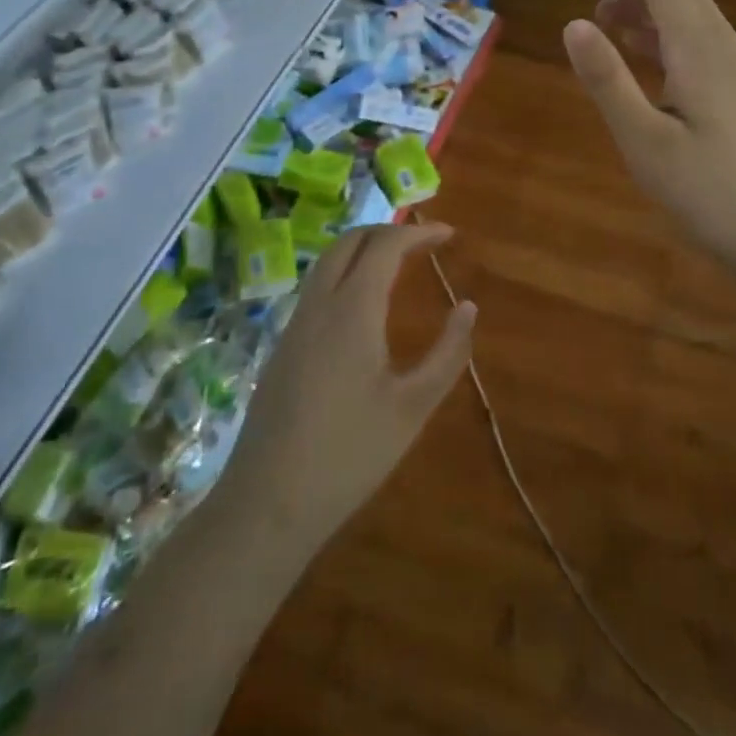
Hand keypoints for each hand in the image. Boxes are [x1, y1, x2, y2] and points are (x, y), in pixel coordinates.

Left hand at [219, 224, 475, 549]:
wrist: (267, 503)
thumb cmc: (349, 455)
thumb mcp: (412, 407)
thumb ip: (447, 353)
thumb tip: (468, 306)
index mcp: (351, 310)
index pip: (385, 245)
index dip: (419, 232)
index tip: (449, 235)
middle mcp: (318, 305)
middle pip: (350, 242)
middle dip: (388, 231)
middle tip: (423, 243)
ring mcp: (294, 325)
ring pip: (327, 263)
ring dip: (363, 249)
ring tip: (397, 264)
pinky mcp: (282, 347)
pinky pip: (316, 288)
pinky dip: (345, 273)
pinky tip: (362, 306)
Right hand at [564, 0, 735, 278]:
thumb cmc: (708, 192)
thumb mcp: (644, 139)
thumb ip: (607, 79)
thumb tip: (572, 23)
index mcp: (701, 51)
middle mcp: (725, 49)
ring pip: (691, 18)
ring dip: (648, 8)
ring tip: (604, 14)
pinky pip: (699, 44)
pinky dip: (665, 35)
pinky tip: (644, 52)